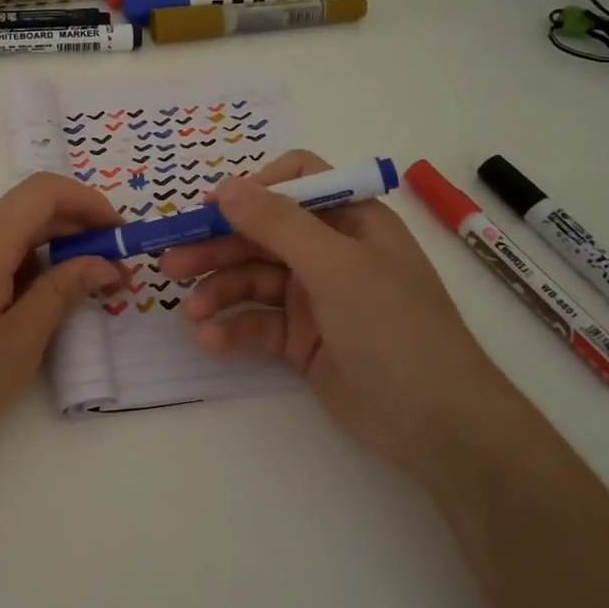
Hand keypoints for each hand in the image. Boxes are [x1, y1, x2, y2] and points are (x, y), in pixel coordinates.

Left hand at [0, 173, 123, 467]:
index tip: (118, 235)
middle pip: (21, 211)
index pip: (43, 192)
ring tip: (68, 296)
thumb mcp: (22, 339)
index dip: (87, 203)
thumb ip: (64, 290)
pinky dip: (11, 267)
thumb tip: (102, 264)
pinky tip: (20, 308)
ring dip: (41, 252)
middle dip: (70, 231)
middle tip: (107, 271)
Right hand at [161, 151, 525, 475]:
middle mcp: (331, 253)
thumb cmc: (394, 328)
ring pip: (252, 280)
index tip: (209, 209)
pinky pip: (258, 323)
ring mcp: (315, 298)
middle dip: (217, 247)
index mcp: (351, 221)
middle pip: (262, 235)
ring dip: (218, 291)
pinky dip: (233, 329)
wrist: (436, 424)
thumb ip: (278, 224)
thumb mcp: (336, 267)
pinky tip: (210, 340)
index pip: (296, 183)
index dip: (252, 191)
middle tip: (171, 264)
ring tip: (190, 312)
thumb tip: (226, 186)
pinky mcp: (302, 340)